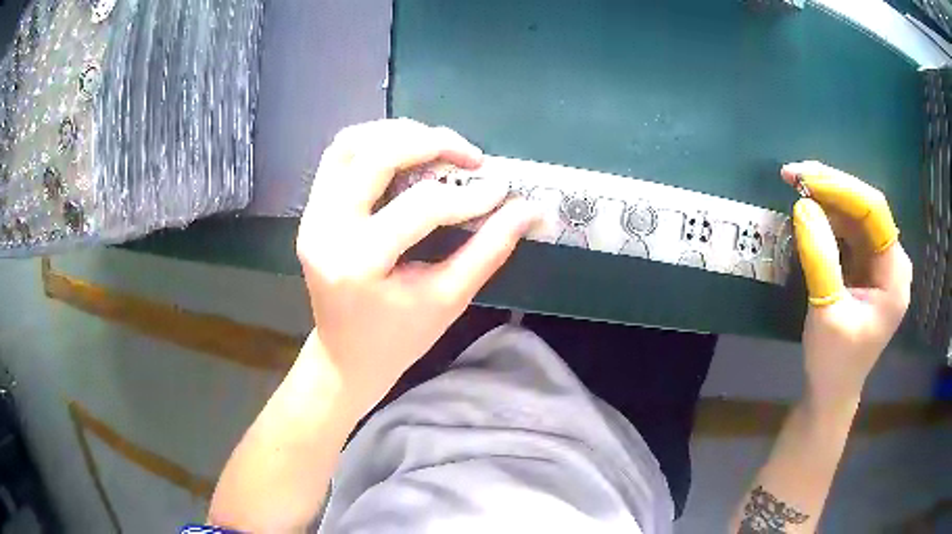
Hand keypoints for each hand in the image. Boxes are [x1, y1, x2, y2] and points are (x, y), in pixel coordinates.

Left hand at [296, 119, 538, 414]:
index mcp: (358, 263)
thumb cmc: (399, 338)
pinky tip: (405, 152)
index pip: (420, 207)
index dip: (467, 195)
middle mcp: (326, 229)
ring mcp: (312, 215)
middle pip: (375, 155)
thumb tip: (529, 209)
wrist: (346, 355)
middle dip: (430, 143)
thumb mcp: (448, 299)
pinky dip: (375, 142)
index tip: (501, 190)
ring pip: (350, 144)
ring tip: (438, 145)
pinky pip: (340, 155)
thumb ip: (489, 250)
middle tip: (470, 156)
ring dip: (398, 133)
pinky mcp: (312, 209)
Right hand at [781, 162, 911, 409]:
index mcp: (894, 275)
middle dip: (831, 187)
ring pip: (856, 214)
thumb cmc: (834, 362)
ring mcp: (880, 262)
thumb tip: (803, 206)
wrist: (832, 392)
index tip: (804, 178)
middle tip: (793, 175)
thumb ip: (820, 258)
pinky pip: (850, 230)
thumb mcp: (826, 312)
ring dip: (827, 198)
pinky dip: (828, 217)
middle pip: (866, 207)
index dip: (841, 188)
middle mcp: (892, 261)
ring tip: (796, 187)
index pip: (874, 212)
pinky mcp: (867, 266)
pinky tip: (809, 212)